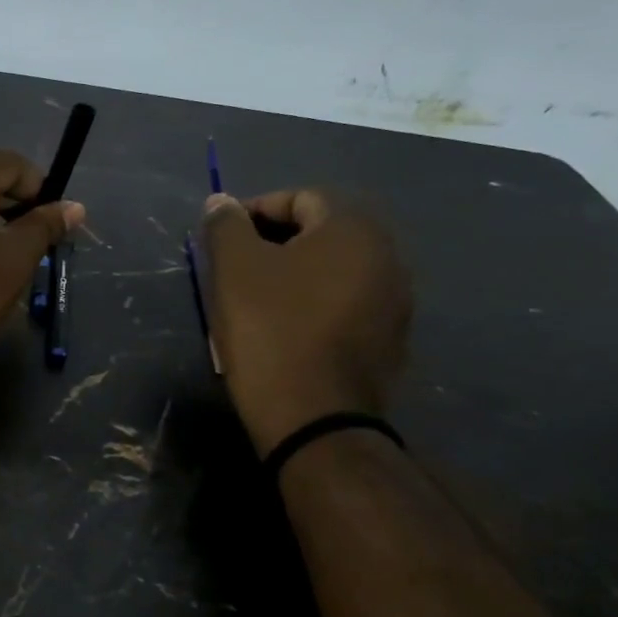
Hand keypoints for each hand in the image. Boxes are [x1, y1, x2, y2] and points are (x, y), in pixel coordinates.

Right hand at [199, 189, 411, 453]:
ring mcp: (396, 302)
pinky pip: (346, 305)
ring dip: (295, 274)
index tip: (222, 239)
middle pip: (321, 232)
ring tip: (255, 299)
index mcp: (354, 229)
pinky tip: (286, 330)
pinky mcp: (391, 341)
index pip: (299, 198)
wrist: (315, 419)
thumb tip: (221, 202)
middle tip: (235, 268)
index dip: (254, 211)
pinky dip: (315, 305)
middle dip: (274, 243)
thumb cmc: (271, 330)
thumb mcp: (234, 269)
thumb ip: (226, 225)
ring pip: (334, 271)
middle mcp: (388, 256)